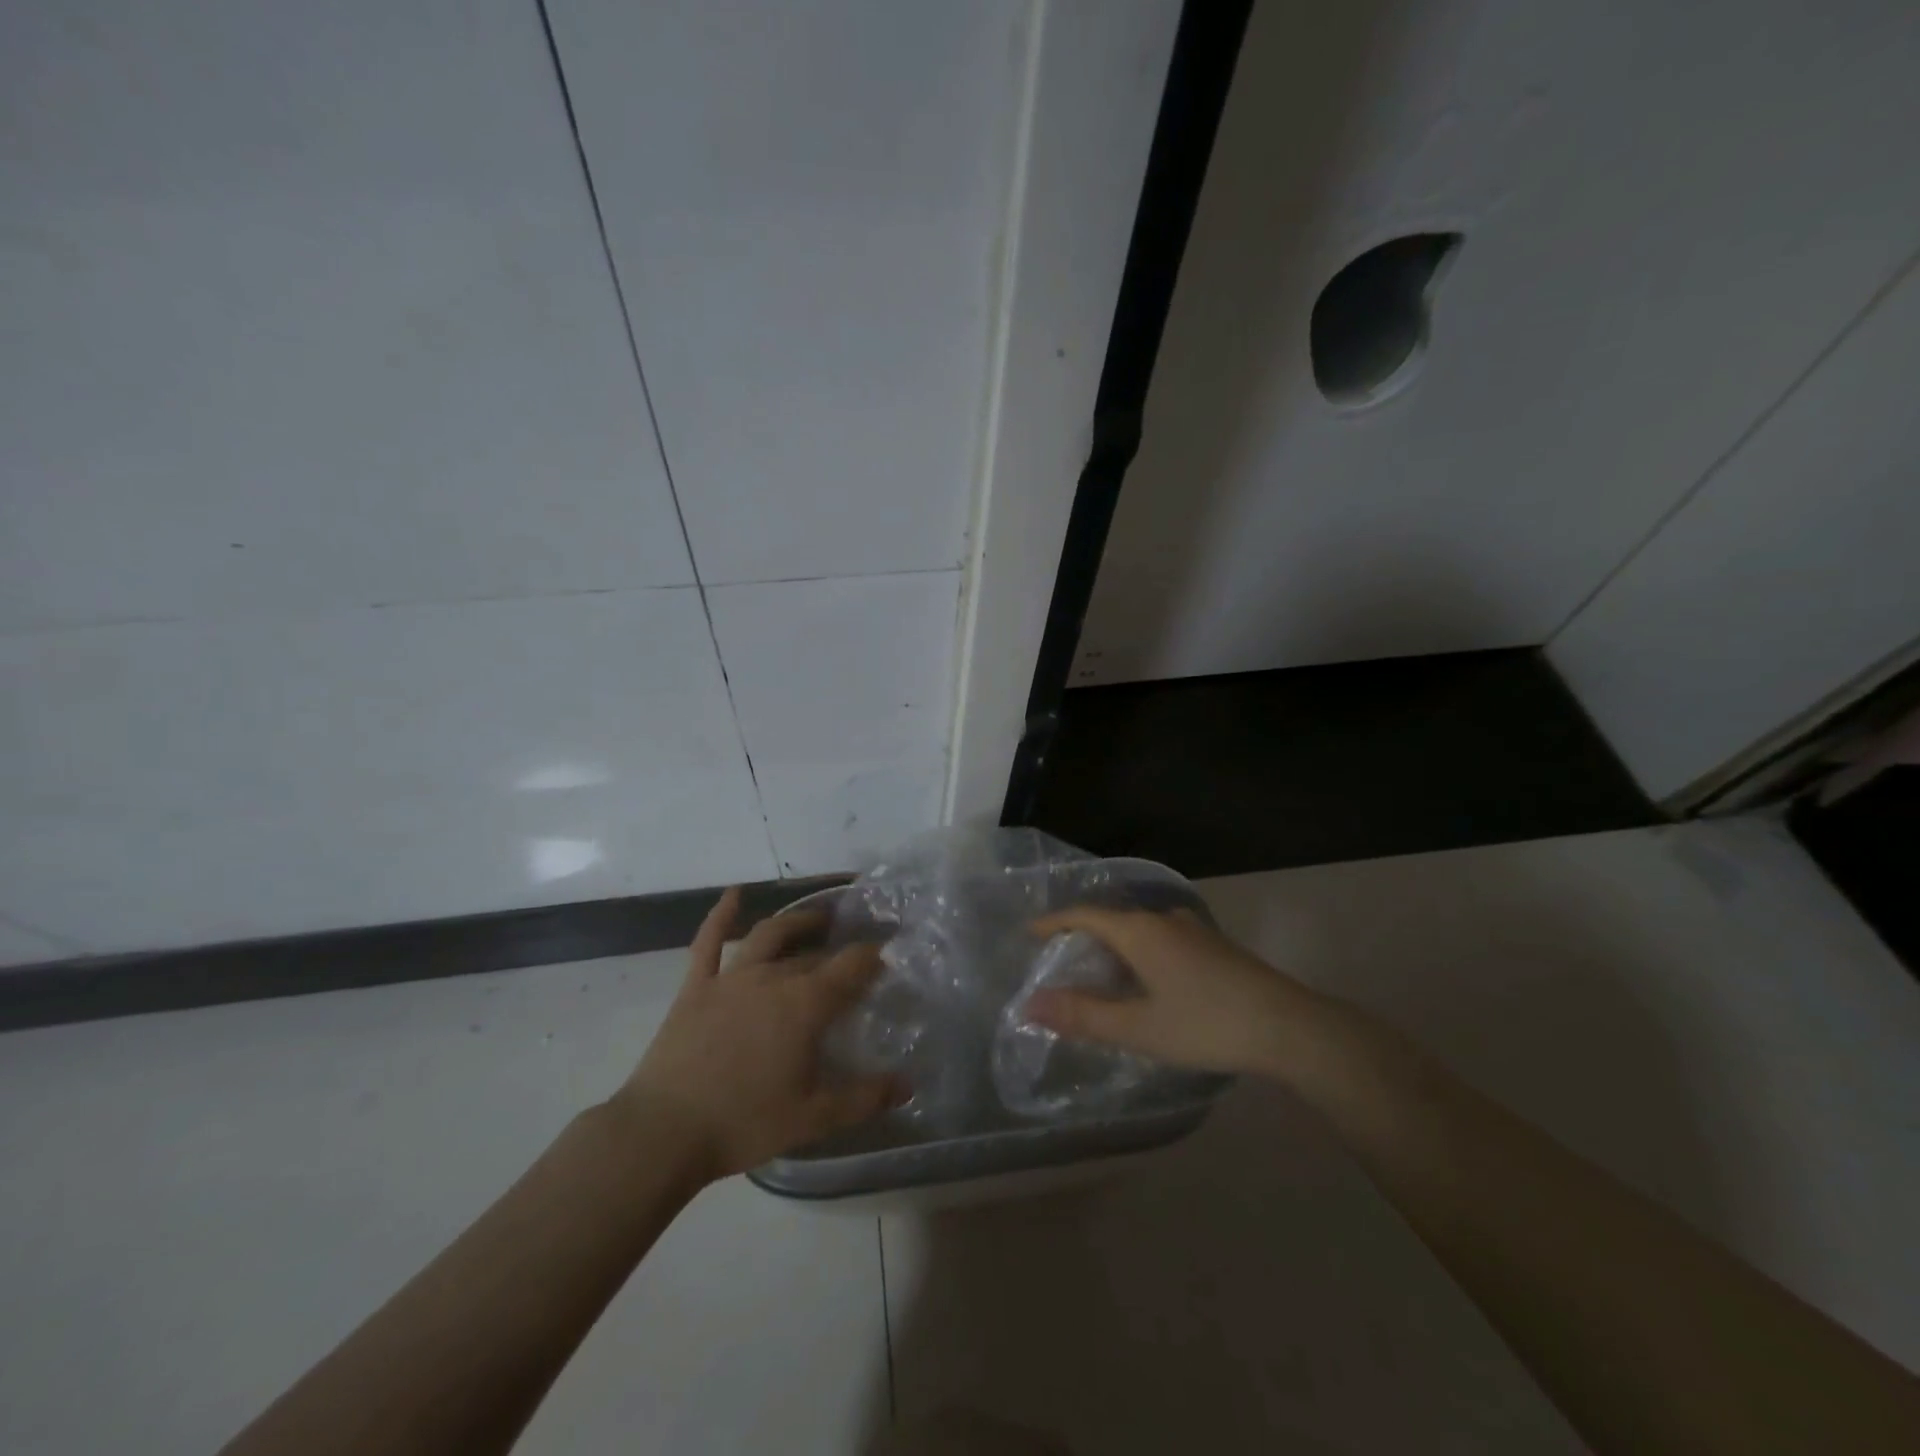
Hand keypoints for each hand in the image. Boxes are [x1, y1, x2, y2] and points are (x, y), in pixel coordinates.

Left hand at [614, 888, 900, 1182]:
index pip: (850, 967)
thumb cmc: (744, 1123)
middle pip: (812, 955)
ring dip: (795, 923)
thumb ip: (864, 1099)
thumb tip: (907, 1085)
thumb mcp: (813, 1118)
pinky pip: (709, 942)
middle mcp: (771, 978)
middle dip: (838, 951)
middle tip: (854, 956)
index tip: (886, 958)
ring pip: (769, 935)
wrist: (663, 1132)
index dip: (872, 958)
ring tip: (816, 919)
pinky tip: (734, 893)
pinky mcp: (696, 987)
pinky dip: (721, 915)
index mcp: (804, 1005)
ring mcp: (730, 978)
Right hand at [1022, 907, 1333, 1079]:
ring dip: (1114, 949)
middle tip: (1061, 963)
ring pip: (1139, 931)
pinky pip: (1160, 940)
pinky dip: (1139, 955)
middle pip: (1112, 920)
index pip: (1085, 915)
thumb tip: (1030, 1005)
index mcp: (1139, 931)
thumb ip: (1082, 1016)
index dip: (1055, 922)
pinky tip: (1146, 983)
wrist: (1289, 1027)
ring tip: (1099, 976)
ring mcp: (1192, 930)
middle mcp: (1163, 920)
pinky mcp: (1213, 946)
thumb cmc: (1205, 1024)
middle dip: (1083, 938)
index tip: (1030, 933)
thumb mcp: (1138, 1028)